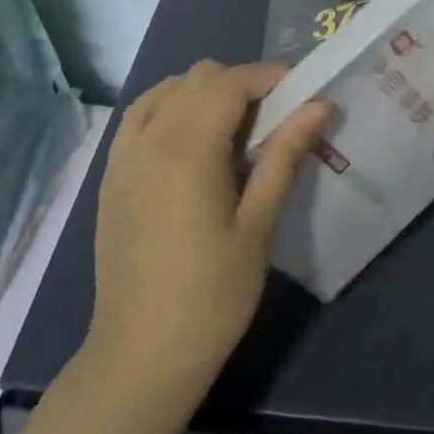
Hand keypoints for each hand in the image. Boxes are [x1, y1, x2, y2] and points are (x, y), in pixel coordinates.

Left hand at [86, 60, 329, 403]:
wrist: (140, 356)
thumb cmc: (211, 295)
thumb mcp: (259, 224)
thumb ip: (286, 155)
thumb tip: (321, 104)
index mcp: (188, 148)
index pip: (232, 81)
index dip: (271, 77)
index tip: (302, 96)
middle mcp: (151, 138)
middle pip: (201, 77)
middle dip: (243, 84)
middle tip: (275, 119)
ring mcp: (125, 155)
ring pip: (169, 88)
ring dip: (207, 92)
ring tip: (235, 130)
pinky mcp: (112, 175)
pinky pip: (142, 114)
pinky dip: (171, 107)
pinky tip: (192, 140)